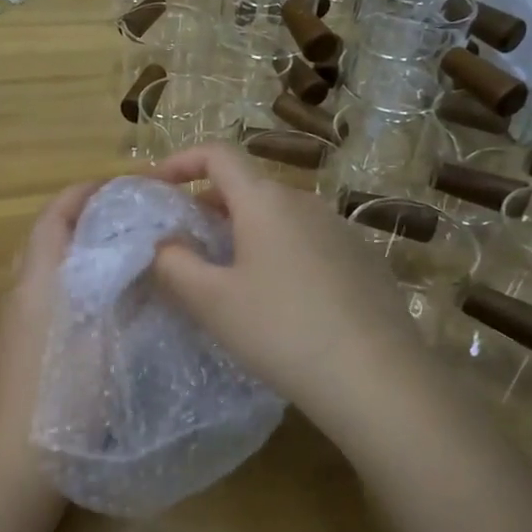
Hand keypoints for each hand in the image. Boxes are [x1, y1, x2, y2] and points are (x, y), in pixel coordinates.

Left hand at [0, 180, 100, 502]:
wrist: (17, 466)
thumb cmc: (65, 398)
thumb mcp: (107, 339)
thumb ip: (126, 292)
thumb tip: (142, 255)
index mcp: (37, 281)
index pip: (55, 215)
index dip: (85, 192)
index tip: (124, 185)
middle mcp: (17, 293)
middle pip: (45, 236)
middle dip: (82, 217)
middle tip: (127, 216)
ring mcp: (12, 322)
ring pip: (43, 267)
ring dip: (75, 249)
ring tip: (120, 252)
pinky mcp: (14, 348)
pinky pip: (42, 295)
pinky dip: (69, 280)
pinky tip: (100, 301)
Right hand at [148, 145, 429, 436]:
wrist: (376, 377)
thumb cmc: (281, 330)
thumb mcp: (211, 301)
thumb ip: (173, 264)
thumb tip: (163, 243)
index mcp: (265, 201)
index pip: (218, 154)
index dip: (180, 161)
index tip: (155, 186)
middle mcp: (306, 203)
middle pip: (248, 187)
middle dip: (208, 205)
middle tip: (185, 243)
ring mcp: (341, 230)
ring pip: (280, 217)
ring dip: (245, 232)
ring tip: (228, 276)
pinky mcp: (364, 261)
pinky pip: (309, 242)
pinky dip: (280, 253)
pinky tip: (280, 301)